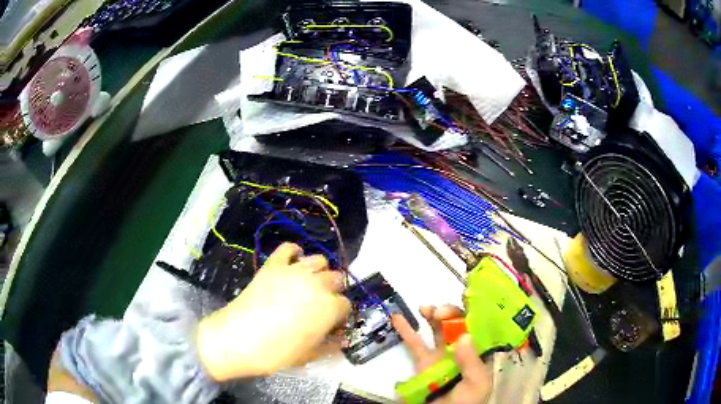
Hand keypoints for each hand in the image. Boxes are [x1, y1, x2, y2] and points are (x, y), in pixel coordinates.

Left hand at [196, 243, 351, 380]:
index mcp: (330, 307)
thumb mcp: (310, 355)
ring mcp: (295, 271)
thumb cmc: (277, 352)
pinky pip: (288, 248)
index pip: (346, 305)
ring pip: (319, 260)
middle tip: (321, 304)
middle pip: (337, 279)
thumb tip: (341, 338)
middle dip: (333, 291)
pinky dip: (293, 252)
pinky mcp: (273, 264)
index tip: (331, 323)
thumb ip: (331, 345)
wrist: (239, 338)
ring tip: (309, 283)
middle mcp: (318, 284)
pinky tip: (293, 261)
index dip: (340, 315)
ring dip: (318, 271)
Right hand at [392, 305, 491, 403]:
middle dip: (449, 312)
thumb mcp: (477, 384)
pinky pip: (414, 344)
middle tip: (439, 312)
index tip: (464, 300)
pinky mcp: (422, 364)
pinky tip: (398, 317)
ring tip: (425, 308)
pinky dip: (406, 330)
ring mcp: (440, 357)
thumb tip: (464, 336)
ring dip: (431, 315)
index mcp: (477, 353)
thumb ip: (472, 363)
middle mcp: (460, 351)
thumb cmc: (466, 403)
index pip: (476, 328)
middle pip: (456, 325)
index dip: (471, 312)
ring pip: (436, 330)